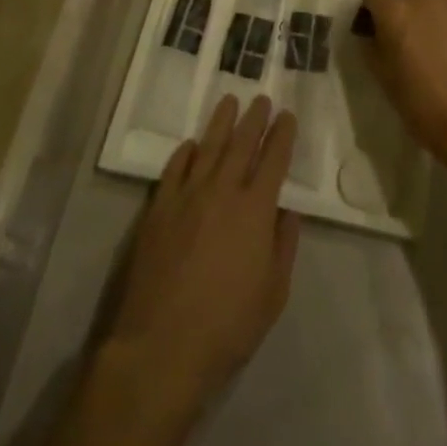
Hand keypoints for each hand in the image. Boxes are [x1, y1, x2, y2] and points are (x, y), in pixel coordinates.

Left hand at [104, 95, 300, 415]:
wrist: (161, 346)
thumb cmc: (227, 326)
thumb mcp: (273, 294)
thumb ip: (283, 247)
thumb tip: (287, 212)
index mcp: (255, 210)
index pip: (273, 160)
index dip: (282, 135)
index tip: (287, 116)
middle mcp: (222, 191)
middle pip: (241, 144)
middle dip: (255, 119)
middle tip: (262, 99)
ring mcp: (187, 196)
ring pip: (208, 146)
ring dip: (221, 122)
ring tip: (230, 101)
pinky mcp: (158, 208)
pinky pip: (174, 168)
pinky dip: (185, 152)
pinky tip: (191, 144)